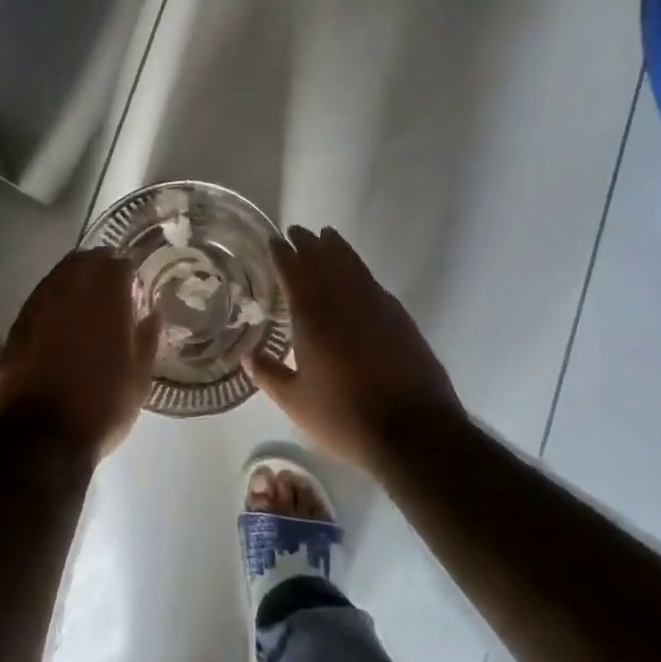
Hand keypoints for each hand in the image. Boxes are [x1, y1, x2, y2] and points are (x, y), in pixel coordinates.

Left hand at [0, 249, 160, 463]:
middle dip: (99, 266)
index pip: (118, 265)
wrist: (41, 439)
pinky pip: (38, 298)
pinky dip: (52, 299)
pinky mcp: (16, 326)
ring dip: (73, 278)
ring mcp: (39, 307)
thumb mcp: (139, 380)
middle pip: (84, 261)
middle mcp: (70, 294)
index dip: (128, 272)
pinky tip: (58, 317)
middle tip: (110, 285)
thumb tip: (152, 314)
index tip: (134, 286)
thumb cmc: (101, 409)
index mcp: (106, 301)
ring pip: (58, 275)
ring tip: (84, 298)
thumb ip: (147, 340)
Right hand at [245, 226, 465, 472]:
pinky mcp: (400, 319)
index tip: (275, 240)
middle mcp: (343, 303)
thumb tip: (246, 355)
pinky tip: (357, 273)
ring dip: (337, 249)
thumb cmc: (345, 417)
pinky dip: (360, 270)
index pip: (294, 275)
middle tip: (297, 231)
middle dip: (308, 244)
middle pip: (323, 262)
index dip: (283, 255)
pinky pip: (373, 283)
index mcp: (312, 319)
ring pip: (352, 267)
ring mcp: (376, 307)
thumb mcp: (295, 402)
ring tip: (327, 235)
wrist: (414, 431)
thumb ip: (268, 375)